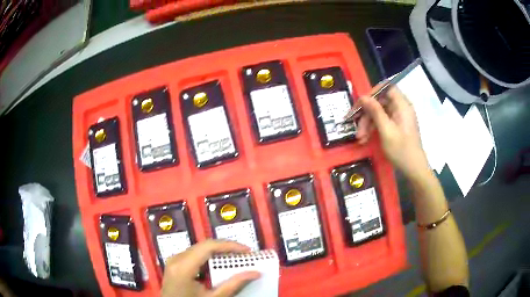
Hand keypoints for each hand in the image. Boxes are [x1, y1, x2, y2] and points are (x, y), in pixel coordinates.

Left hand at [161, 239, 260, 296]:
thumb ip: (233, 285)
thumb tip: (254, 273)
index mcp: (183, 266)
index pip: (209, 246)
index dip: (230, 245)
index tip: (247, 250)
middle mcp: (176, 258)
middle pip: (204, 245)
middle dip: (226, 247)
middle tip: (244, 254)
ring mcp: (174, 260)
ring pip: (200, 248)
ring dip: (218, 251)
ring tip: (235, 258)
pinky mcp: (175, 263)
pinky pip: (194, 254)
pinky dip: (209, 256)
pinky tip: (219, 264)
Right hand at [355, 86, 428, 177]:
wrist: (414, 169)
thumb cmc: (401, 150)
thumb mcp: (386, 131)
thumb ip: (375, 111)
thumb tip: (363, 97)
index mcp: (402, 105)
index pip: (387, 87)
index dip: (373, 92)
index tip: (361, 103)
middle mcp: (401, 108)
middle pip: (381, 101)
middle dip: (367, 113)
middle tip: (357, 127)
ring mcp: (399, 117)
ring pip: (380, 112)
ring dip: (368, 122)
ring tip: (360, 137)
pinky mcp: (397, 126)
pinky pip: (383, 120)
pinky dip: (374, 127)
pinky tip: (366, 138)